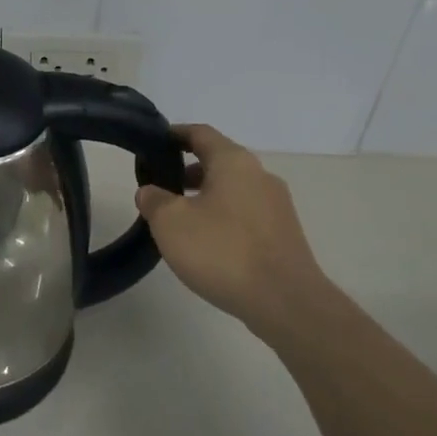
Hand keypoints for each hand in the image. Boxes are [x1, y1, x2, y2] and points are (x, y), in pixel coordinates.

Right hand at [134, 123, 326, 326]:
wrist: (286, 302)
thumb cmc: (222, 251)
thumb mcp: (171, 222)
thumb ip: (154, 200)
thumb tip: (150, 192)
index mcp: (233, 161)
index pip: (201, 133)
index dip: (175, 134)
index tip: (154, 143)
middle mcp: (260, 175)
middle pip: (218, 161)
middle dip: (188, 170)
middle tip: (161, 187)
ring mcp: (277, 205)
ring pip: (233, 189)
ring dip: (206, 196)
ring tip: (181, 220)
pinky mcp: (285, 234)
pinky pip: (246, 214)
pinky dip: (224, 217)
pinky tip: (209, 243)